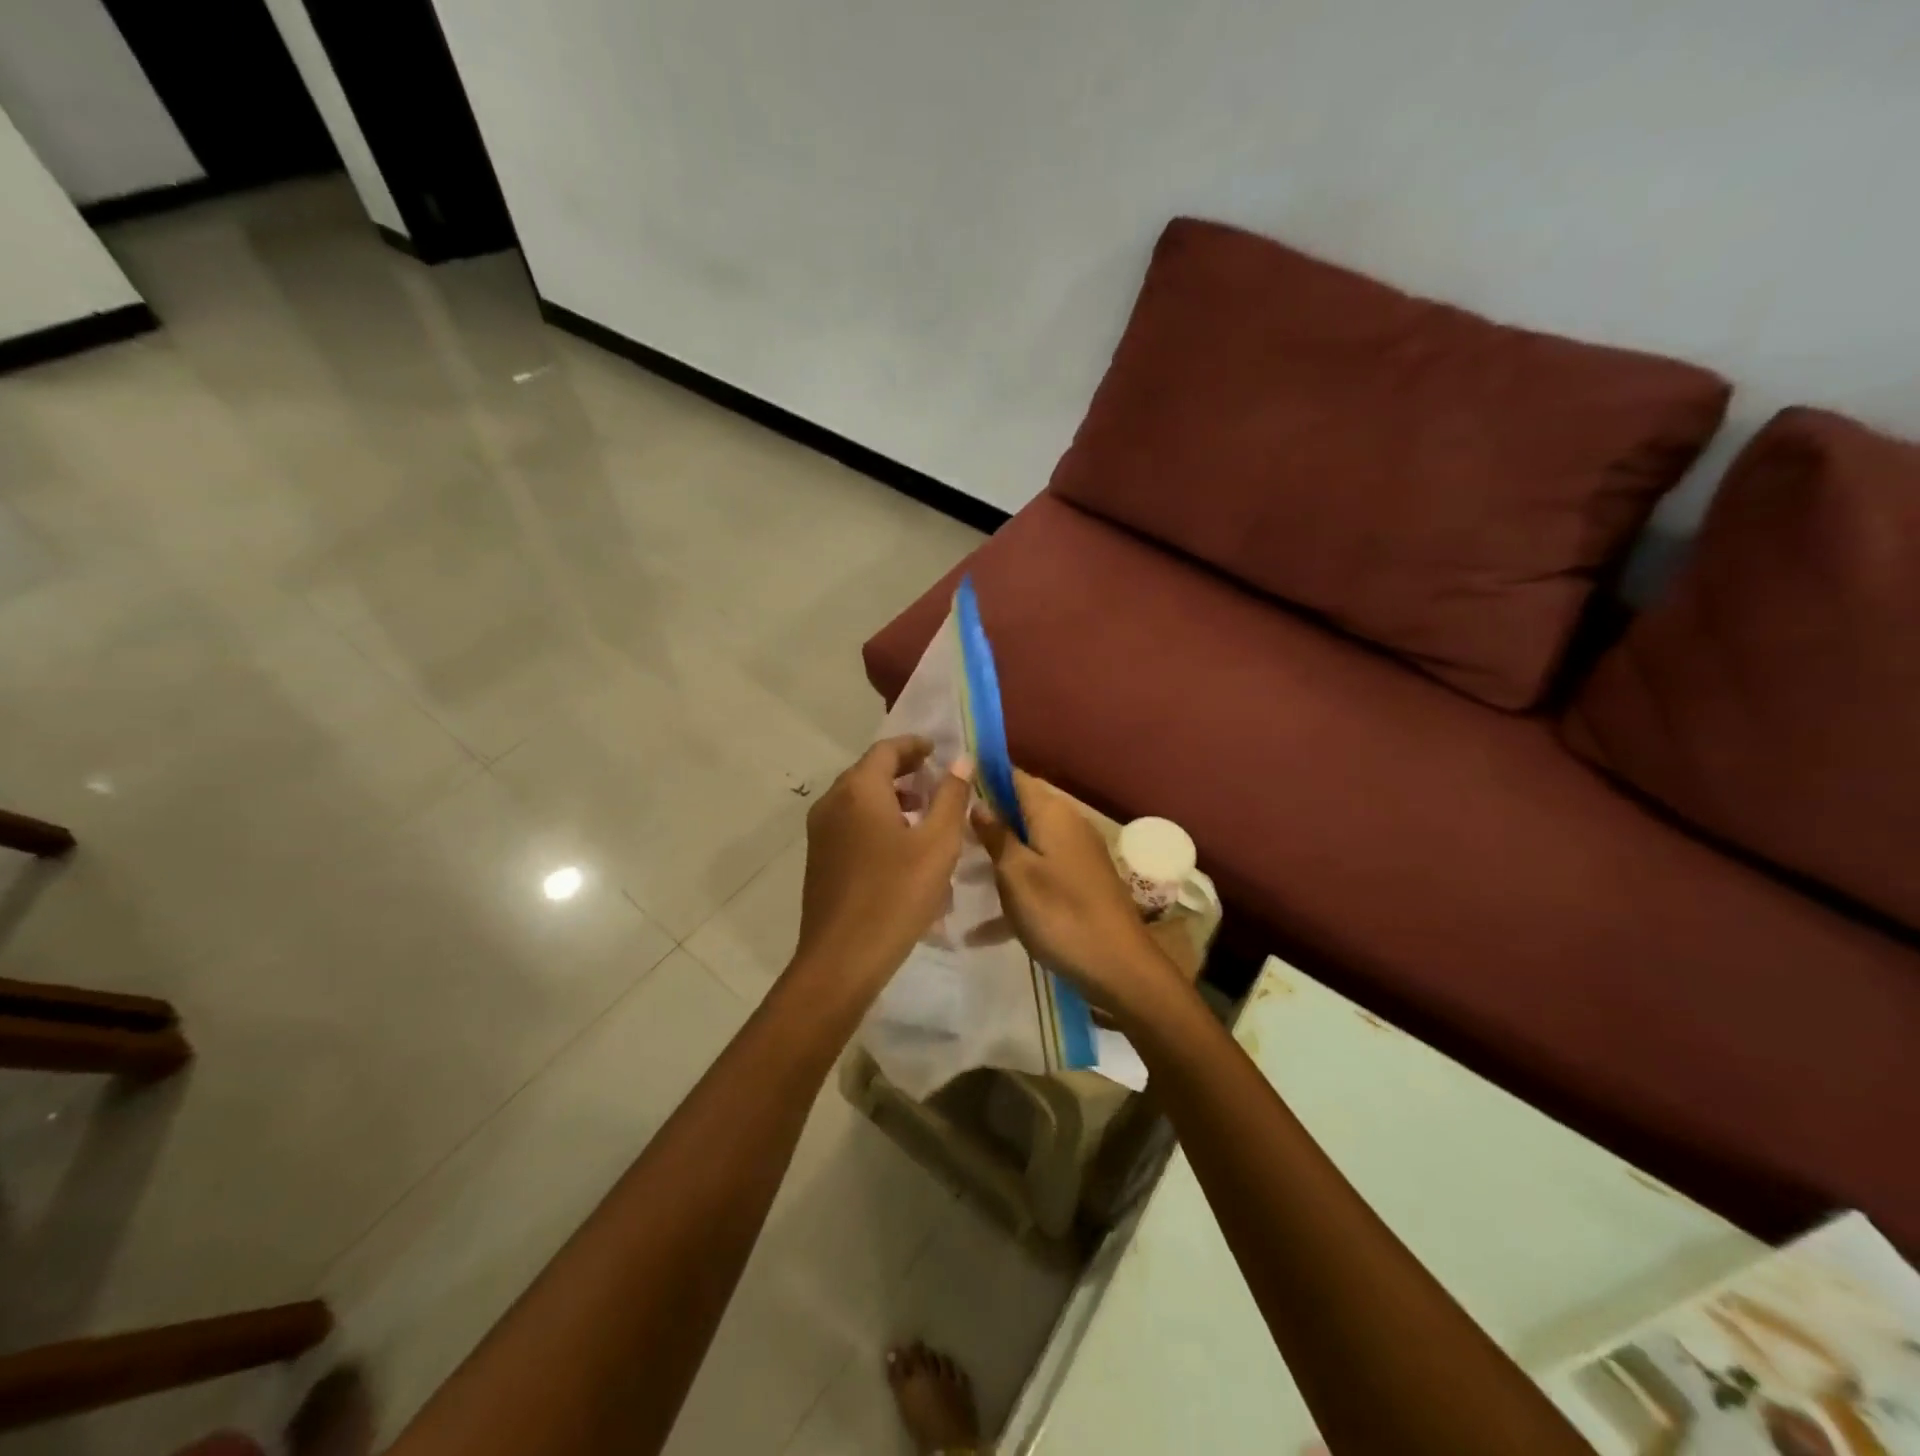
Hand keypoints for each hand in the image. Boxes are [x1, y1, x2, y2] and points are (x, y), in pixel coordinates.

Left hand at [791, 736, 971, 995]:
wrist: (841, 959)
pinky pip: (850, 823)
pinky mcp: (819, 858)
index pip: (886, 750)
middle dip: (904, 771)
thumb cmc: (895, 896)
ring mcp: (820, 832)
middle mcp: (832, 802)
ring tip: (924, 813)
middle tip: (937, 779)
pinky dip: (876, 819)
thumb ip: (951, 797)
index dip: (915, 745)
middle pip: (869, 771)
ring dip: (891, 797)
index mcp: (858, 790)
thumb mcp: (937, 845)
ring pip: (859, 799)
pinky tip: (901, 846)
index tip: (939, 750)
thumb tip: (961, 760)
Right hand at [971, 772, 1175, 1018]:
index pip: (1014, 777)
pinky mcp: (1079, 884)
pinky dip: (1014, 891)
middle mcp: (1067, 825)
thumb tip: (978, 802)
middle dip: (985, 821)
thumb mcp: (1016, 873)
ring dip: (995, 858)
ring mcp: (1076, 856)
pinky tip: (981, 928)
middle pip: (1019, 811)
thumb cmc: (1060, 913)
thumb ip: (995, 835)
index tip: (950, 788)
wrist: (1118, 967)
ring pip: (1026, 846)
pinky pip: (1038, 876)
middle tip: (946, 835)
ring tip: (955, 874)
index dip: (984, 778)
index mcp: (1052, 813)